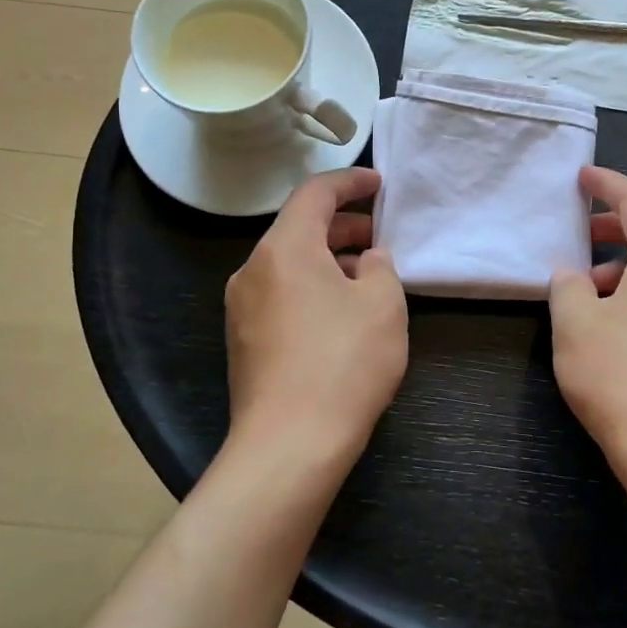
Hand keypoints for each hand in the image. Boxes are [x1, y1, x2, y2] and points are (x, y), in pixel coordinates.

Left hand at [224, 167, 407, 470]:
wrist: (289, 446)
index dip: (350, 181)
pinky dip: (312, 286)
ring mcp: (242, 307)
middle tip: (380, 235)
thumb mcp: (383, 305)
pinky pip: (281, 294)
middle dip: (343, 225)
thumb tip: (368, 260)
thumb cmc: (344, 363)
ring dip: (329, 259)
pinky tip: (341, 312)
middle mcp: (254, 269)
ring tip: (368, 276)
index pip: (315, 193)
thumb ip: (381, 267)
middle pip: (299, 228)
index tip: (379, 184)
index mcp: (284, 248)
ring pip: (290, 264)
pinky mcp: (244, 340)